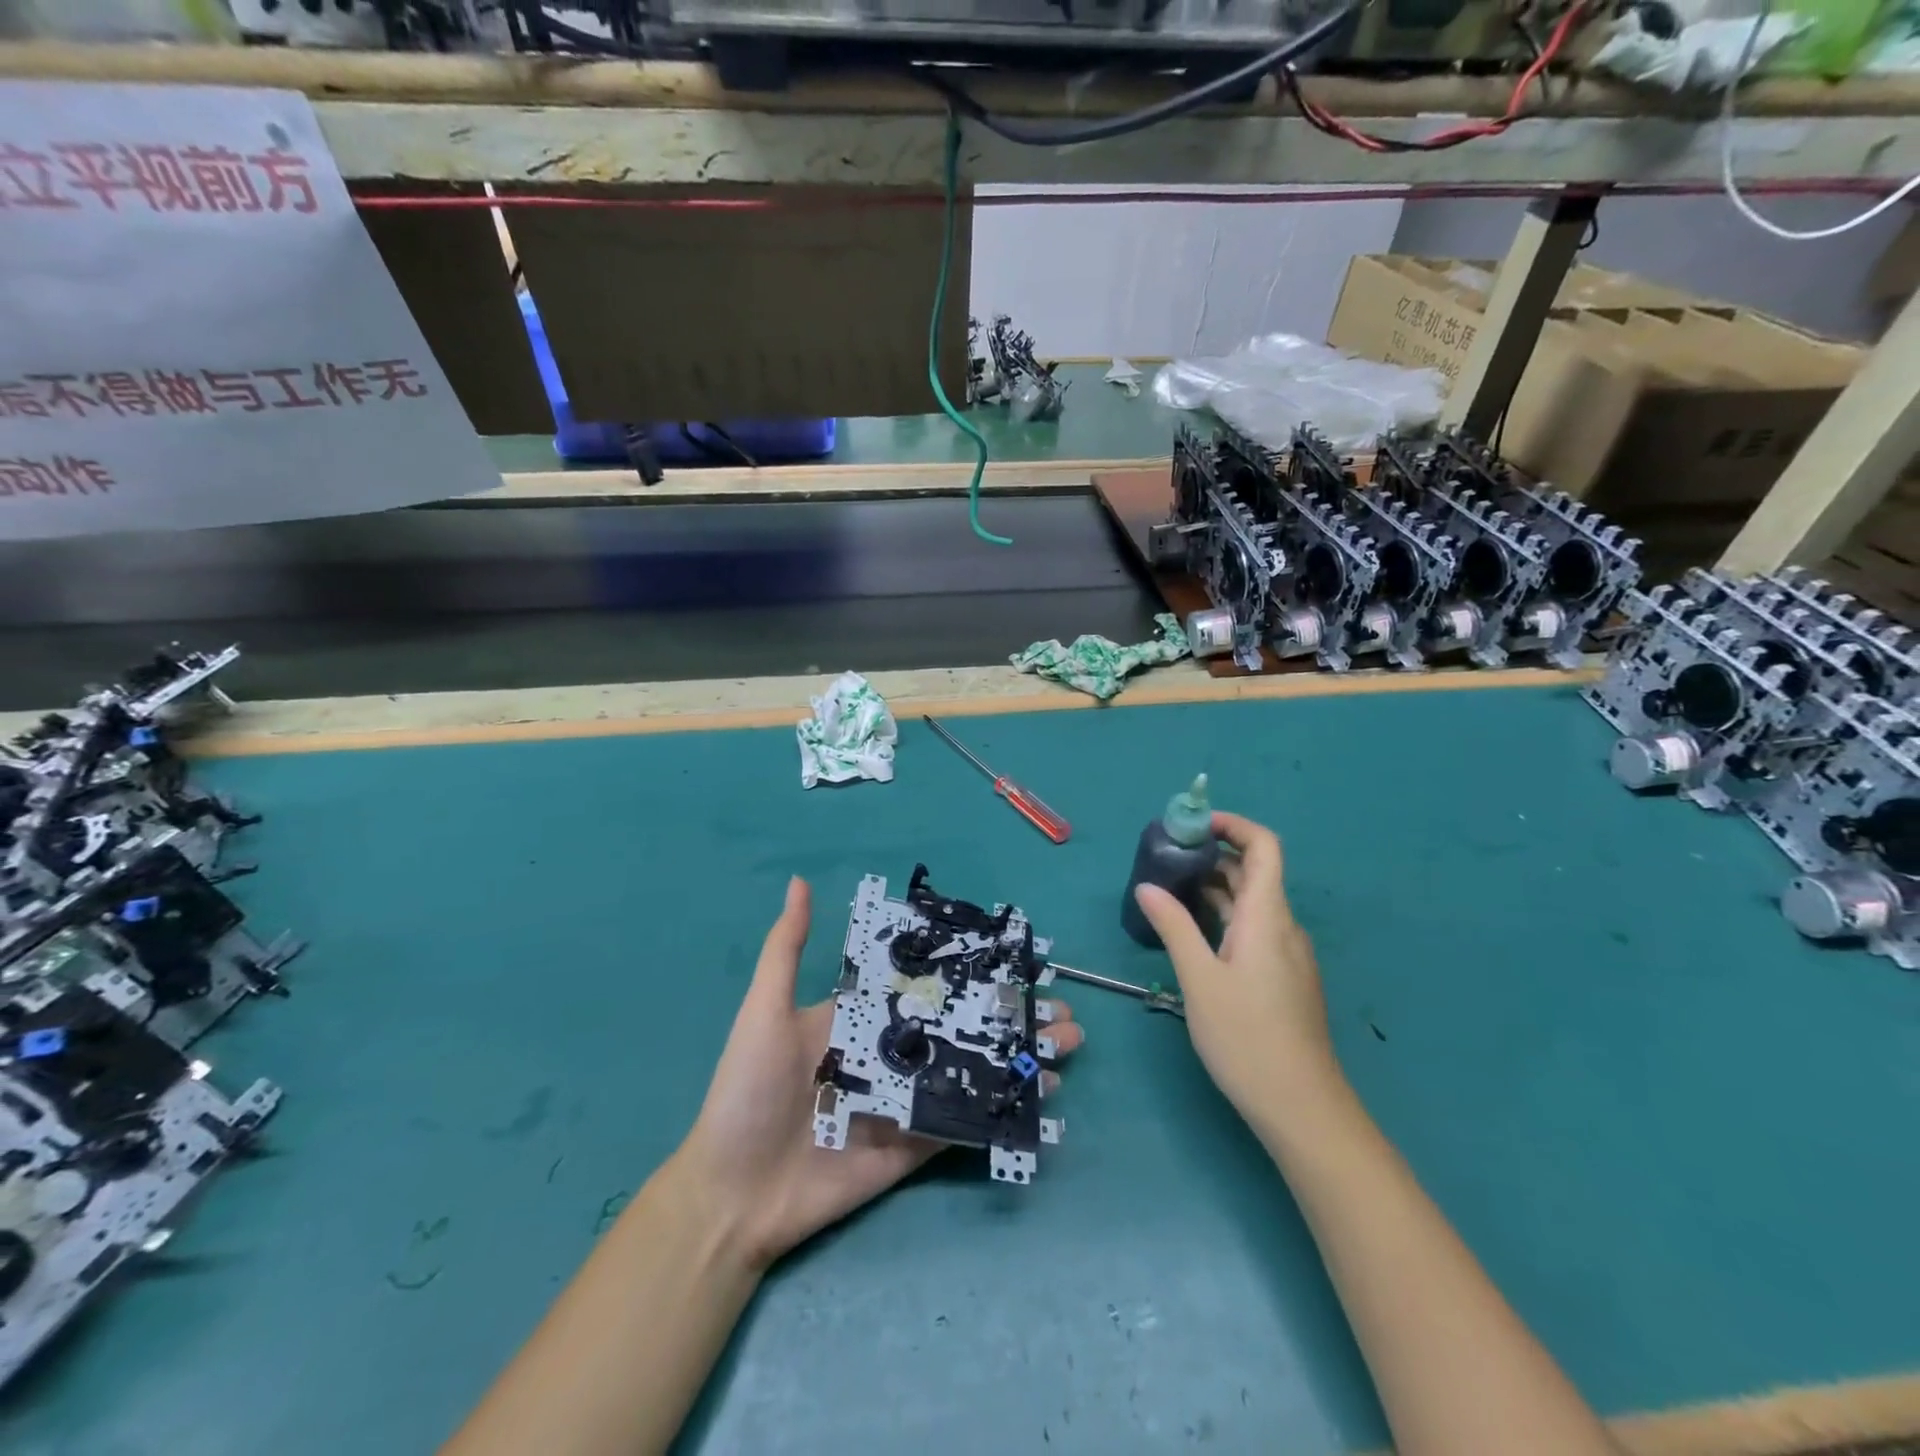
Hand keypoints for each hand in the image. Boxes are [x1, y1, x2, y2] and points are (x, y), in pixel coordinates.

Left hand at [674, 877, 1084, 1269]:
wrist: (733, 1195)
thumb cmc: (748, 1091)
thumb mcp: (765, 1010)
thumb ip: (787, 948)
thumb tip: (800, 881)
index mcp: (862, 1015)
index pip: (926, 983)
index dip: (970, 968)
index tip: (1016, 957)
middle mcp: (891, 1051)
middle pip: (962, 1023)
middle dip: (1010, 1014)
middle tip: (1060, 1007)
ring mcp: (907, 1099)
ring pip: (974, 1067)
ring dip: (1020, 1055)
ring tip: (1068, 1042)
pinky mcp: (914, 1144)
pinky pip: (964, 1120)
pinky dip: (1004, 1106)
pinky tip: (1044, 1093)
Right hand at [1132, 812, 1339, 1120]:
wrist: (1302, 1107)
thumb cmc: (1247, 1037)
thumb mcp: (1200, 979)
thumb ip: (1174, 927)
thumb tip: (1147, 886)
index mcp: (1268, 917)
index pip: (1264, 846)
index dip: (1233, 826)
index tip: (1192, 825)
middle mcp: (1283, 927)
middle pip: (1254, 872)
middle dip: (1211, 855)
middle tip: (1165, 858)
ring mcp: (1287, 955)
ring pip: (1252, 904)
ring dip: (1214, 888)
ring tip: (1169, 890)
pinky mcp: (1283, 978)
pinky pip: (1254, 929)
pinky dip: (1223, 917)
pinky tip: (1193, 934)